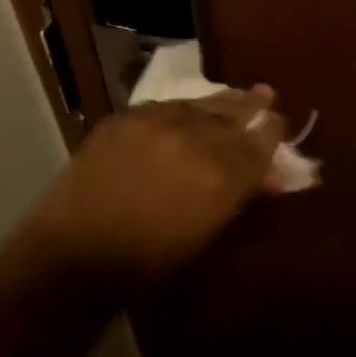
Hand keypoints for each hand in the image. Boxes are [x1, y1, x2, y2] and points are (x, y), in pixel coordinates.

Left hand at [25, 89, 288, 285]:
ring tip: (240, 93)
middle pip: (232, 117)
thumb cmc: (146, 263)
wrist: (75, 252)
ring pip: (200, 104)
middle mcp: (192, 140)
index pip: (257, 146)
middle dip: (252, 108)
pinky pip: (166, 105)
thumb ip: (236, 199)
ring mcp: (156, 123)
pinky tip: (192, 107)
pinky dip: (185, 107)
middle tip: (267, 96)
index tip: (280, 123)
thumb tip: (266, 177)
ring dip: (223, 101)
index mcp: (218, 178)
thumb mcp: (204, 237)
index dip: (271, 134)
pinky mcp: (126, 116)